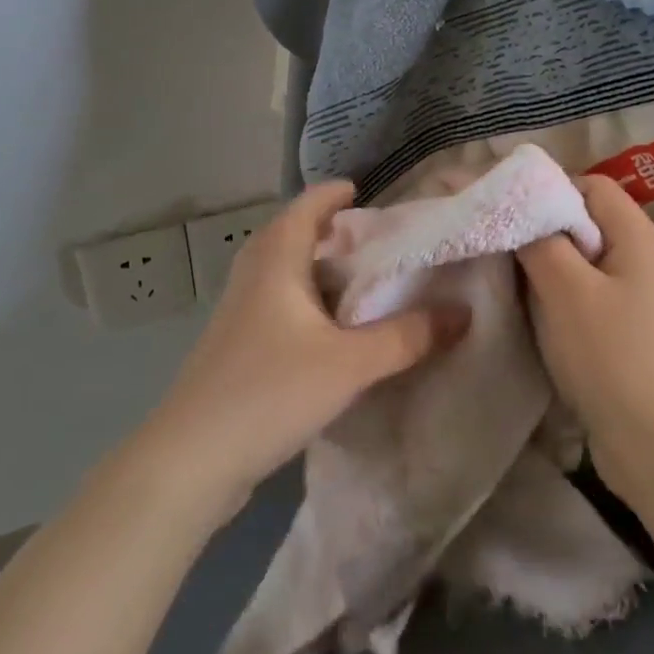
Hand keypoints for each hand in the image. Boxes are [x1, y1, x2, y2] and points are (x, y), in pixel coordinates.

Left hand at [140, 181, 467, 522]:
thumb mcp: (351, 363)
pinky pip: (275, 304)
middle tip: (368, 239)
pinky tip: (328, 331)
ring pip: (280, 273)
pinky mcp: (233, 348)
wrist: (190, 461)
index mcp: (276, 261)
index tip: (362, 191)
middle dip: (326, 230)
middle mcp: (252, 277)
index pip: (306, 208)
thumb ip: (408, 337)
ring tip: (355, 280)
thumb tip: (463, 313)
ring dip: (314, 267)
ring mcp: (237, 314)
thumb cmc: (270, 392)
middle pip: (289, 235)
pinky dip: (303, 300)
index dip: (332, 194)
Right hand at [516, 176, 653, 501]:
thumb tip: (517, 209)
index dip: (547, 189)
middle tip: (495, 241)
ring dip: (544, 265)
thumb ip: (539, 241)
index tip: (503, 209)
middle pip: (585, 220)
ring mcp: (636, 296)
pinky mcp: (626, 329)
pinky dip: (556, 295)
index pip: (590, 185)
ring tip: (502, 275)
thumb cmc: (614, 359)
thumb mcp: (567, 292)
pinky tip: (527, 310)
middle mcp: (643, 257)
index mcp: (639, 236)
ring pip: (581, 260)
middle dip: (539, 228)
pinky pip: (585, 293)